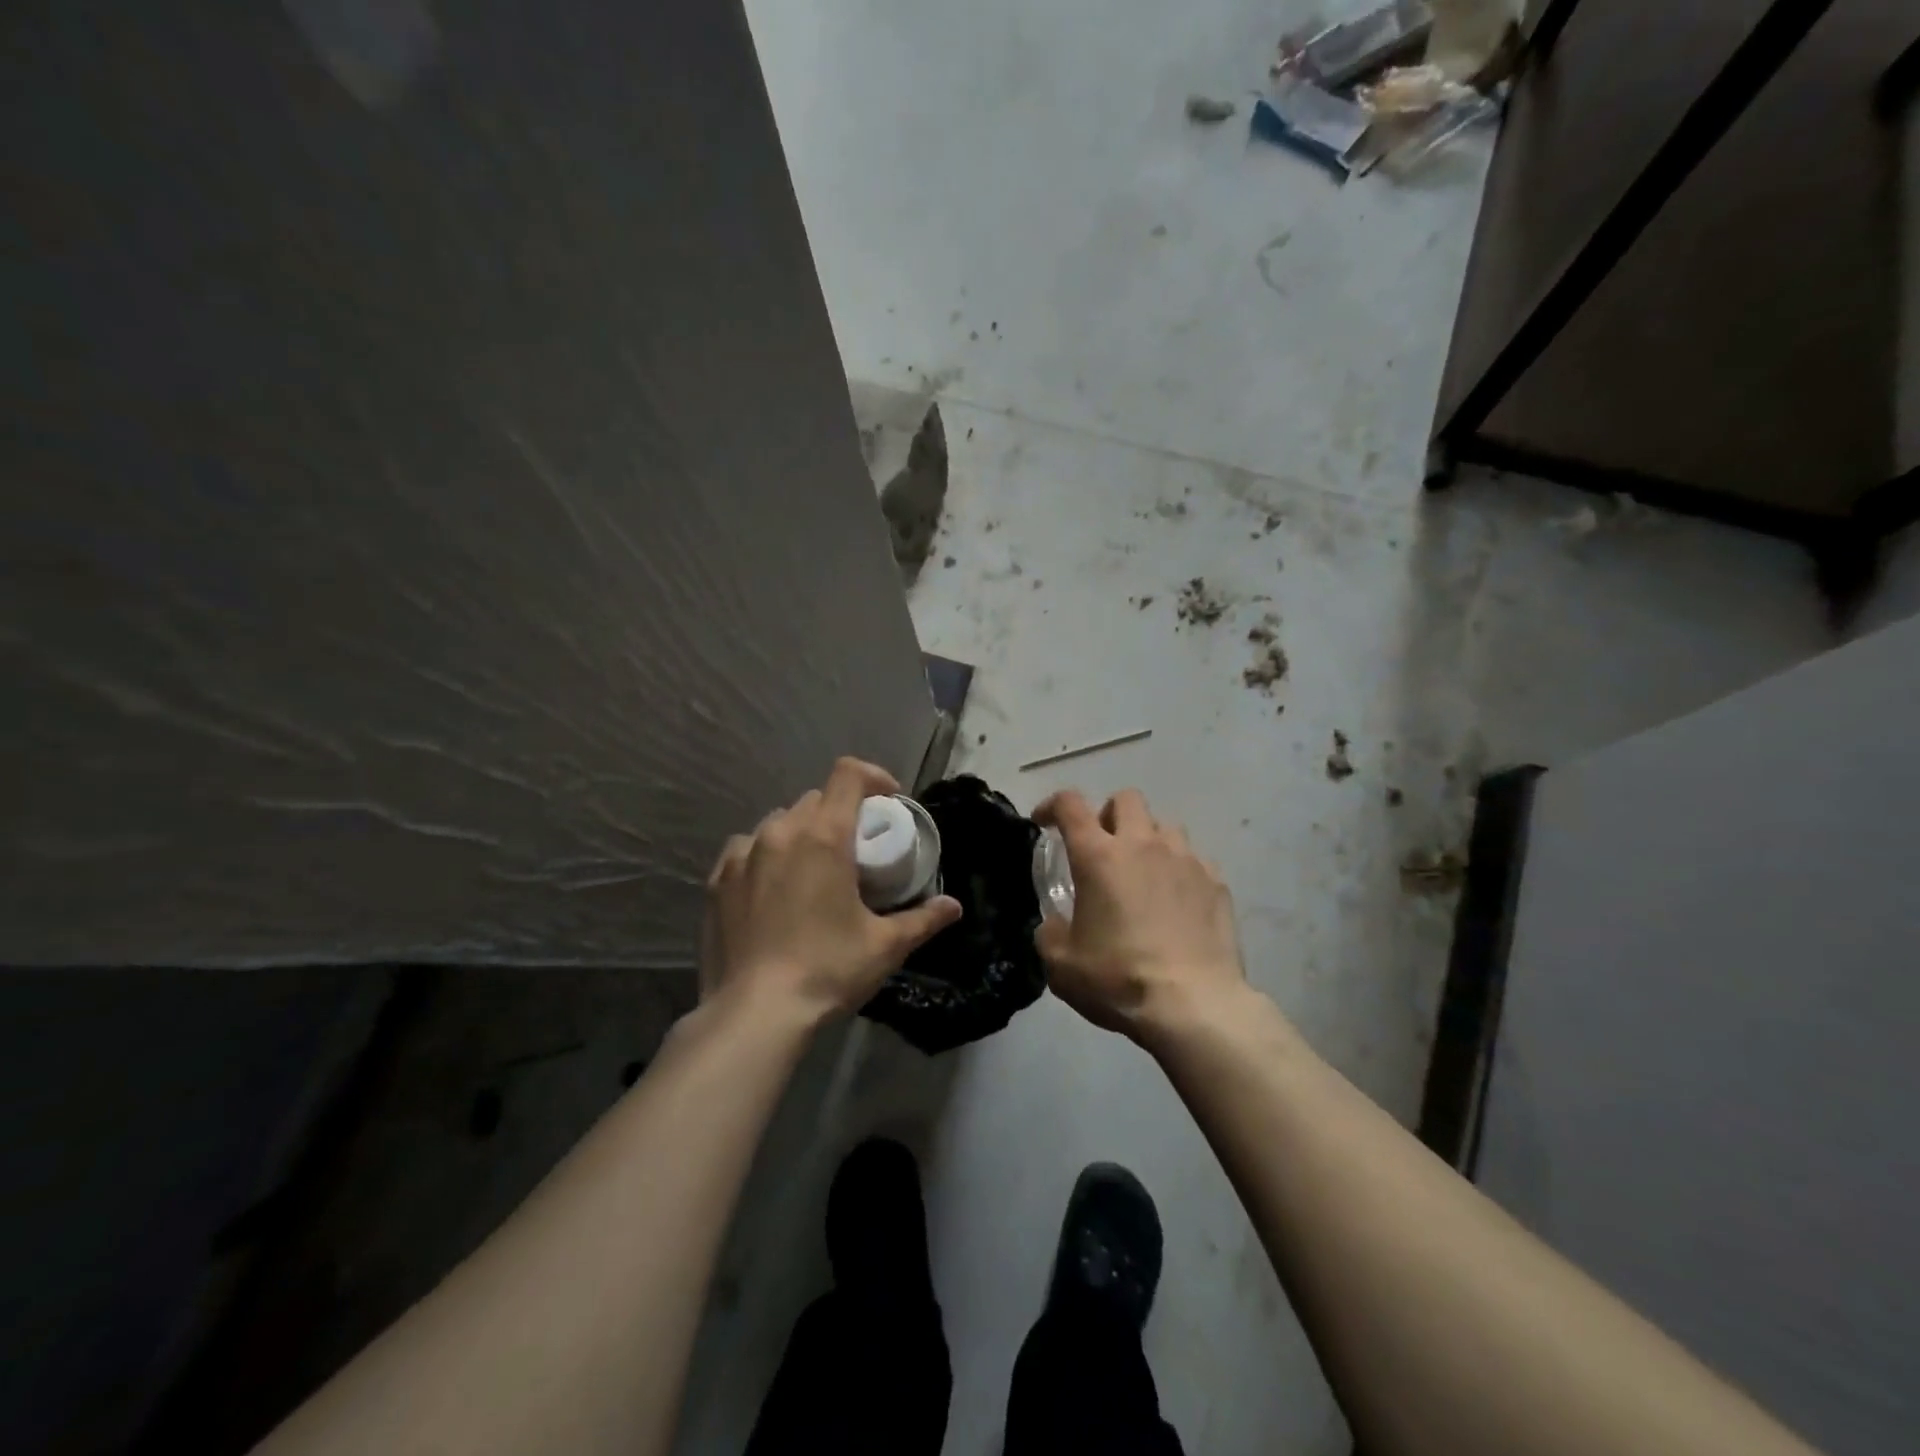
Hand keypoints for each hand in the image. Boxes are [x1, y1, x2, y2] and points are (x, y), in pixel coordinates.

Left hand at [701, 757, 962, 1025]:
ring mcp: (743, 853)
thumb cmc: (826, 970)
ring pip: (780, 822)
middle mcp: (781, 831)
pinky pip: (748, 848)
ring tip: (813, 870)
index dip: (873, 777)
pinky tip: (774, 888)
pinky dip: (767, 855)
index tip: (888, 801)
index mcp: (824, 835)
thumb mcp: (884, 946)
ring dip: (803, 833)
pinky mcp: (718, 878)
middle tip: (855, 849)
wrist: (754, 1013)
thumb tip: (954, 907)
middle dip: (841, 814)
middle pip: (817, 799)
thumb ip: (923, 919)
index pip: (848, 774)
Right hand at [1033, 788, 1246, 1042]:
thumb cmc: (1119, 980)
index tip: (1044, 823)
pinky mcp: (1216, 882)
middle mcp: (1143, 844)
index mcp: (1098, 856)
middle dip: (1108, 814)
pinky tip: (1176, 900)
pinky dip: (1179, 870)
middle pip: (1126, 799)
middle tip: (1102, 848)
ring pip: (1165, 826)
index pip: (1070, 804)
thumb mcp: (1062, 966)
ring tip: (1143, 873)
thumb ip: (1050, 934)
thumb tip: (1056, 924)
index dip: (1052, 805)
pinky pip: (1194, 859)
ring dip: (1148, 840)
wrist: (1194, 1006)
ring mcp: (1185, 860)